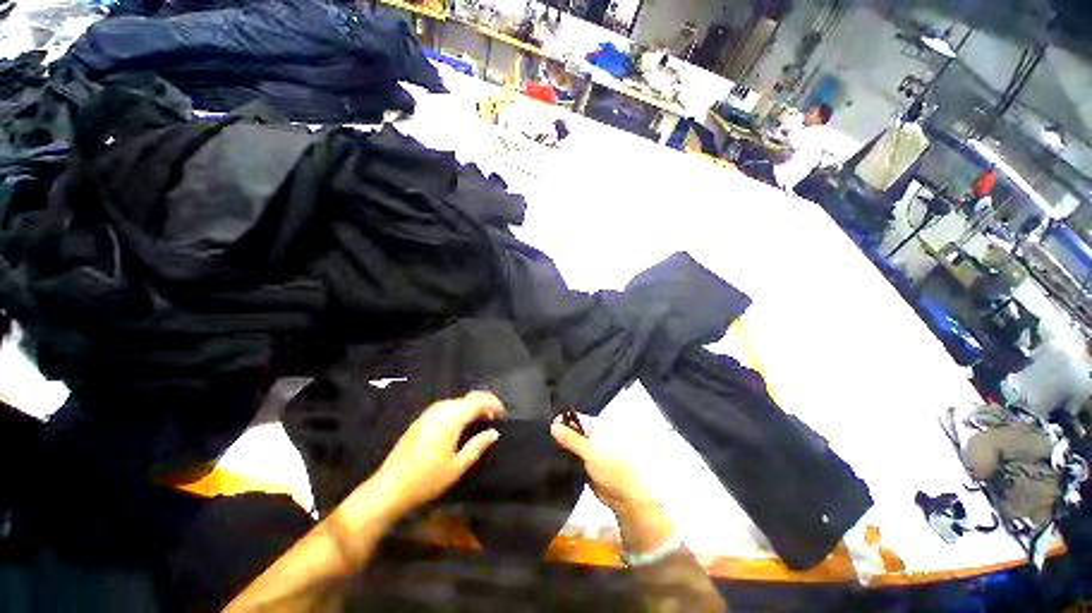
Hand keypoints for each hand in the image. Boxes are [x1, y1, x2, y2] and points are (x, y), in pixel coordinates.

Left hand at [375, 391, 503, 517]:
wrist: (388, 488)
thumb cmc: (426, 480)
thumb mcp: (457, 467)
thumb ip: (477, 446)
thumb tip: (494, 432)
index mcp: (451, 418)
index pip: (478, 400)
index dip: (493, 403)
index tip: (502, 414)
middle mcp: (440, 410)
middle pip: (468, 398)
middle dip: (483, 405)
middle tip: (492, 420)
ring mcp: (428, 414)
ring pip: (456, 401)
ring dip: (470, 407)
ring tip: (479, 422)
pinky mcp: (420, 420)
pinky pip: (445, 407)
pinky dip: (458, 411)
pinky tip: (459, 426)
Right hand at [552, 419, 675, 556]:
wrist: (624, 496)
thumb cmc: (612, 468)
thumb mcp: (590, 451)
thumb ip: (571, 439)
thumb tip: (553, 427)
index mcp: (597, 426)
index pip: (575, 418)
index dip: (562, 421)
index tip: (548, 429)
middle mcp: (592, 435)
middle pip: (571, 430)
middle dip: (560, 435)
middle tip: (545, 441)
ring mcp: (589, 450)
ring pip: (570, 445)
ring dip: (562, 448)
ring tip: (547, 451)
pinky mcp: (586, 464)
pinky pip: (572, 457)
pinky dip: (565, 459)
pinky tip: (555, 462)